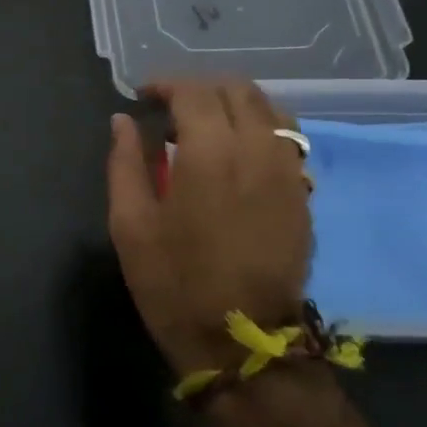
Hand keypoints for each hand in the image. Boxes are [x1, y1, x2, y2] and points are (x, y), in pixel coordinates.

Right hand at [107, 79, 312, 377]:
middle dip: (199, 89)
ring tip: (203, 127)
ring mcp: (288, 171)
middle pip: (236, 90)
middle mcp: (258, 150)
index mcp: (211, 153)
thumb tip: (122, 122)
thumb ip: (125, 163)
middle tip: (168, 111)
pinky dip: (258, 127)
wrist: (241, 342)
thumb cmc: (174, 283)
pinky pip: (286, 138)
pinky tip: (235, 153)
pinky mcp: (303, 194)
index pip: (194, 92)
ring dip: (232, 104)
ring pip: (269, 109)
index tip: (142, 97)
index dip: (165, 85)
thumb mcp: (130, 224)